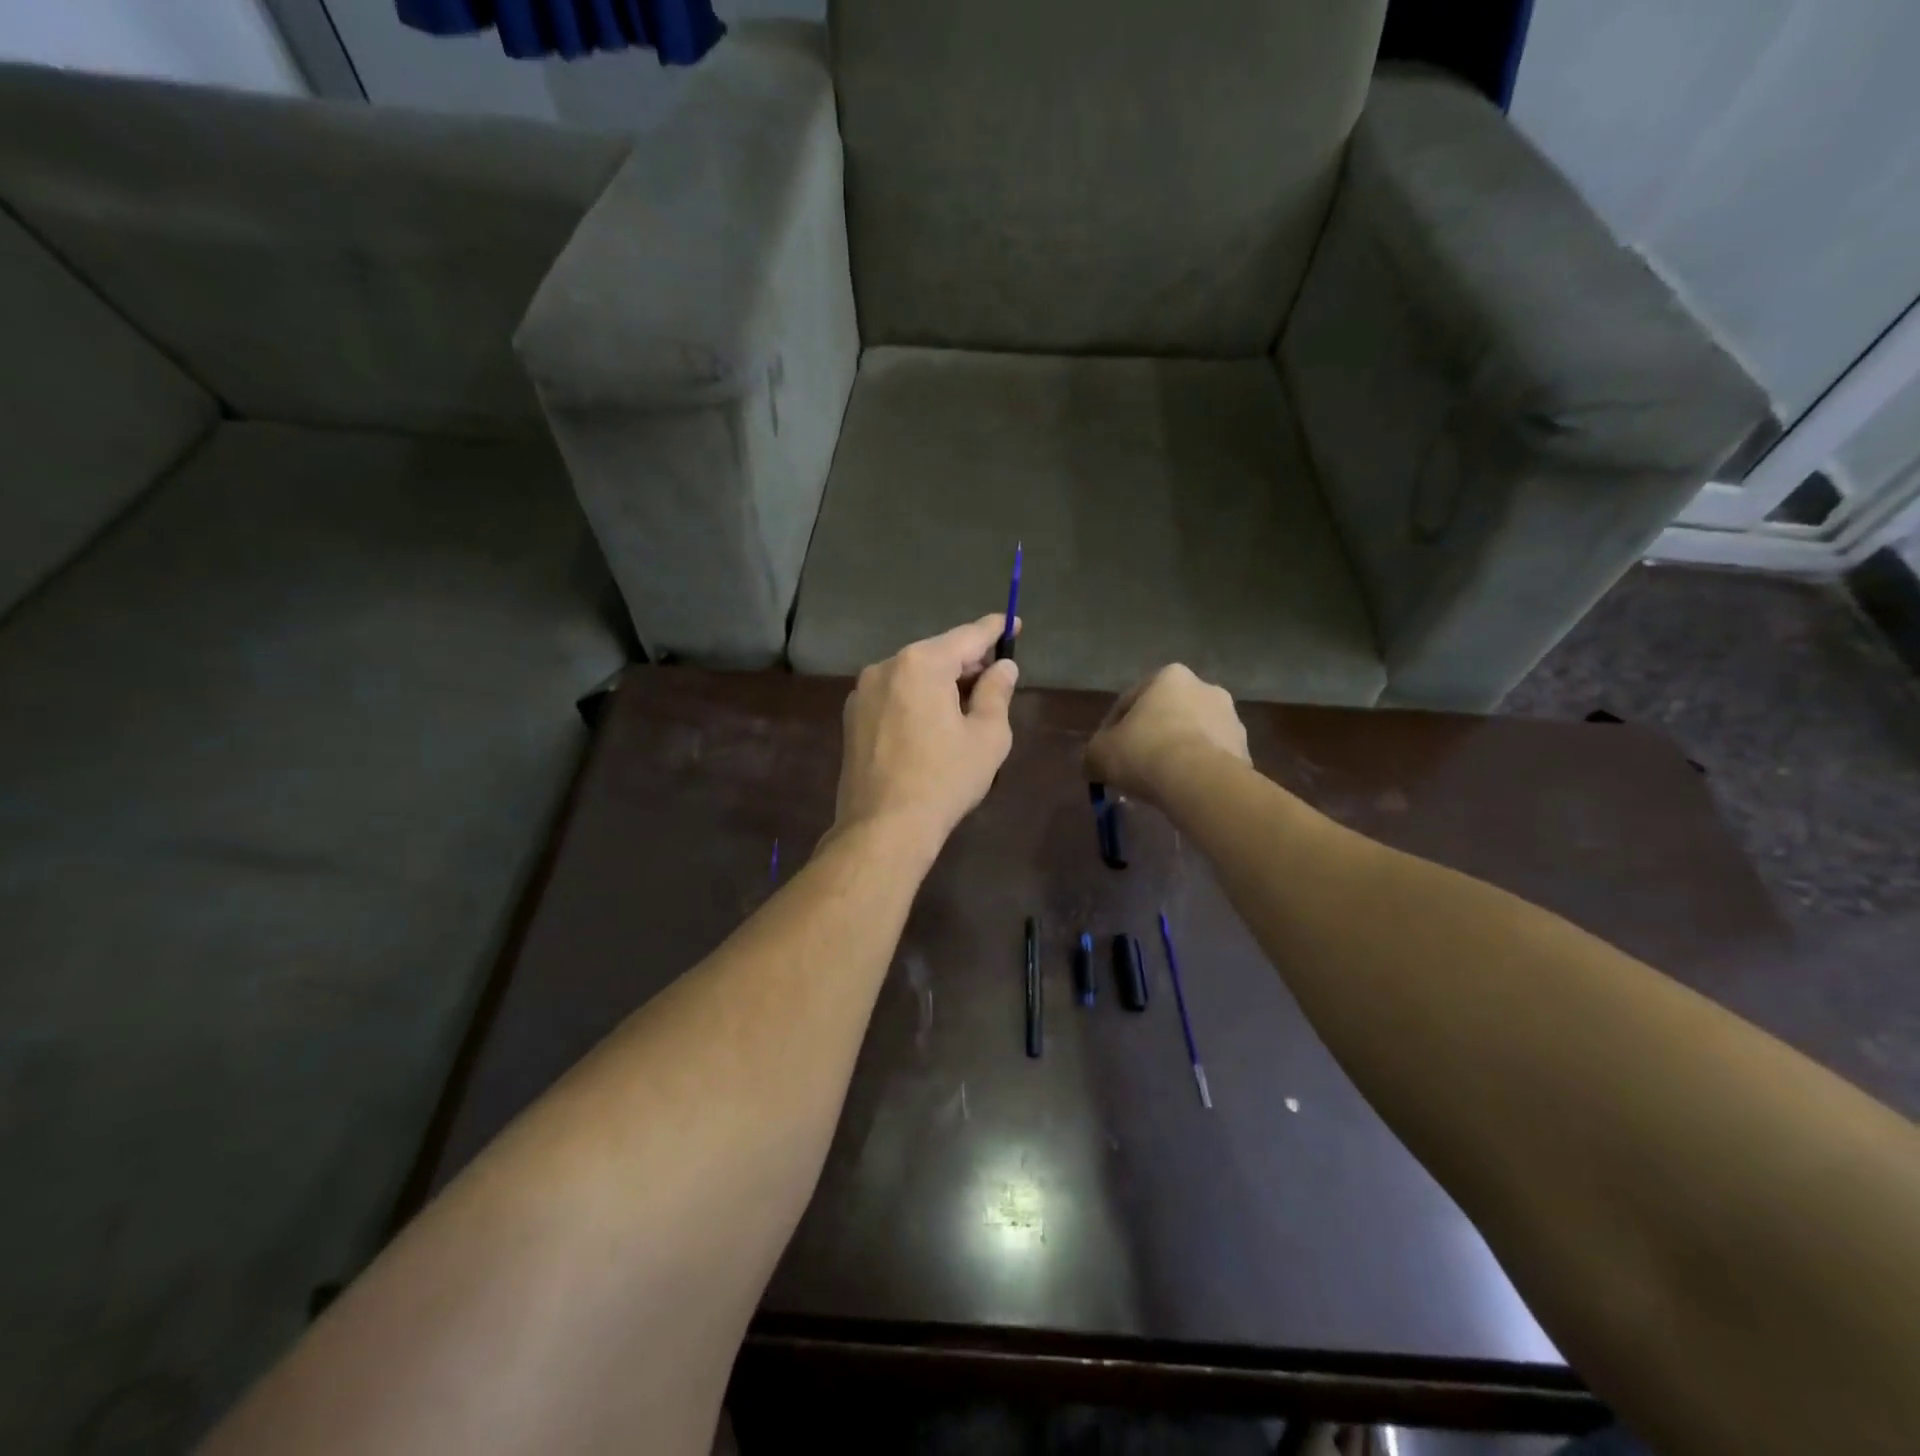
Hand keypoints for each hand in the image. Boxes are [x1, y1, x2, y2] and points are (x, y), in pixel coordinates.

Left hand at [833, 616, 1020, 846]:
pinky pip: (894, 695)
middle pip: (937, 654)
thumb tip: (1003, 667)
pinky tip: (932, 726)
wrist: (883, 827)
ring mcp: (863, 692)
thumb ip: (997, 692)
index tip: (1014, 623)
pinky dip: (917, 699)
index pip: (967, 636)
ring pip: (913, 675)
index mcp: (920, 664)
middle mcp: (885, 667)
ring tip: (966, 708)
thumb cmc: (944, 779)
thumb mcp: (987, 736)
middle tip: (996, 678)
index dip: (995, 629)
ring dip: (941, 683)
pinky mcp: (852, 718)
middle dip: (968, 663)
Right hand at [1084, 664, 1249, 808]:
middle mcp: (1205, 688)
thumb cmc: (1144, 752)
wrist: (1200, 782)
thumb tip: (1093, 764)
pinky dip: (1197, 771)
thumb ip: (1093, 754)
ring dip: (1176, 753)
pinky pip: (1211, 759)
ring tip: (1160, 782)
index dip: (1112, 729)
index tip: (1106, 753)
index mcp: (1169, 676)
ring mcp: (1231, 719)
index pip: (1130, 701)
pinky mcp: (1246, 750)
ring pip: (1192, 736)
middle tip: (1134, 766)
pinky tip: (1182, 790)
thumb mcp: (1099, 753)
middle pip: (1166, 715)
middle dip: (1151, 737)